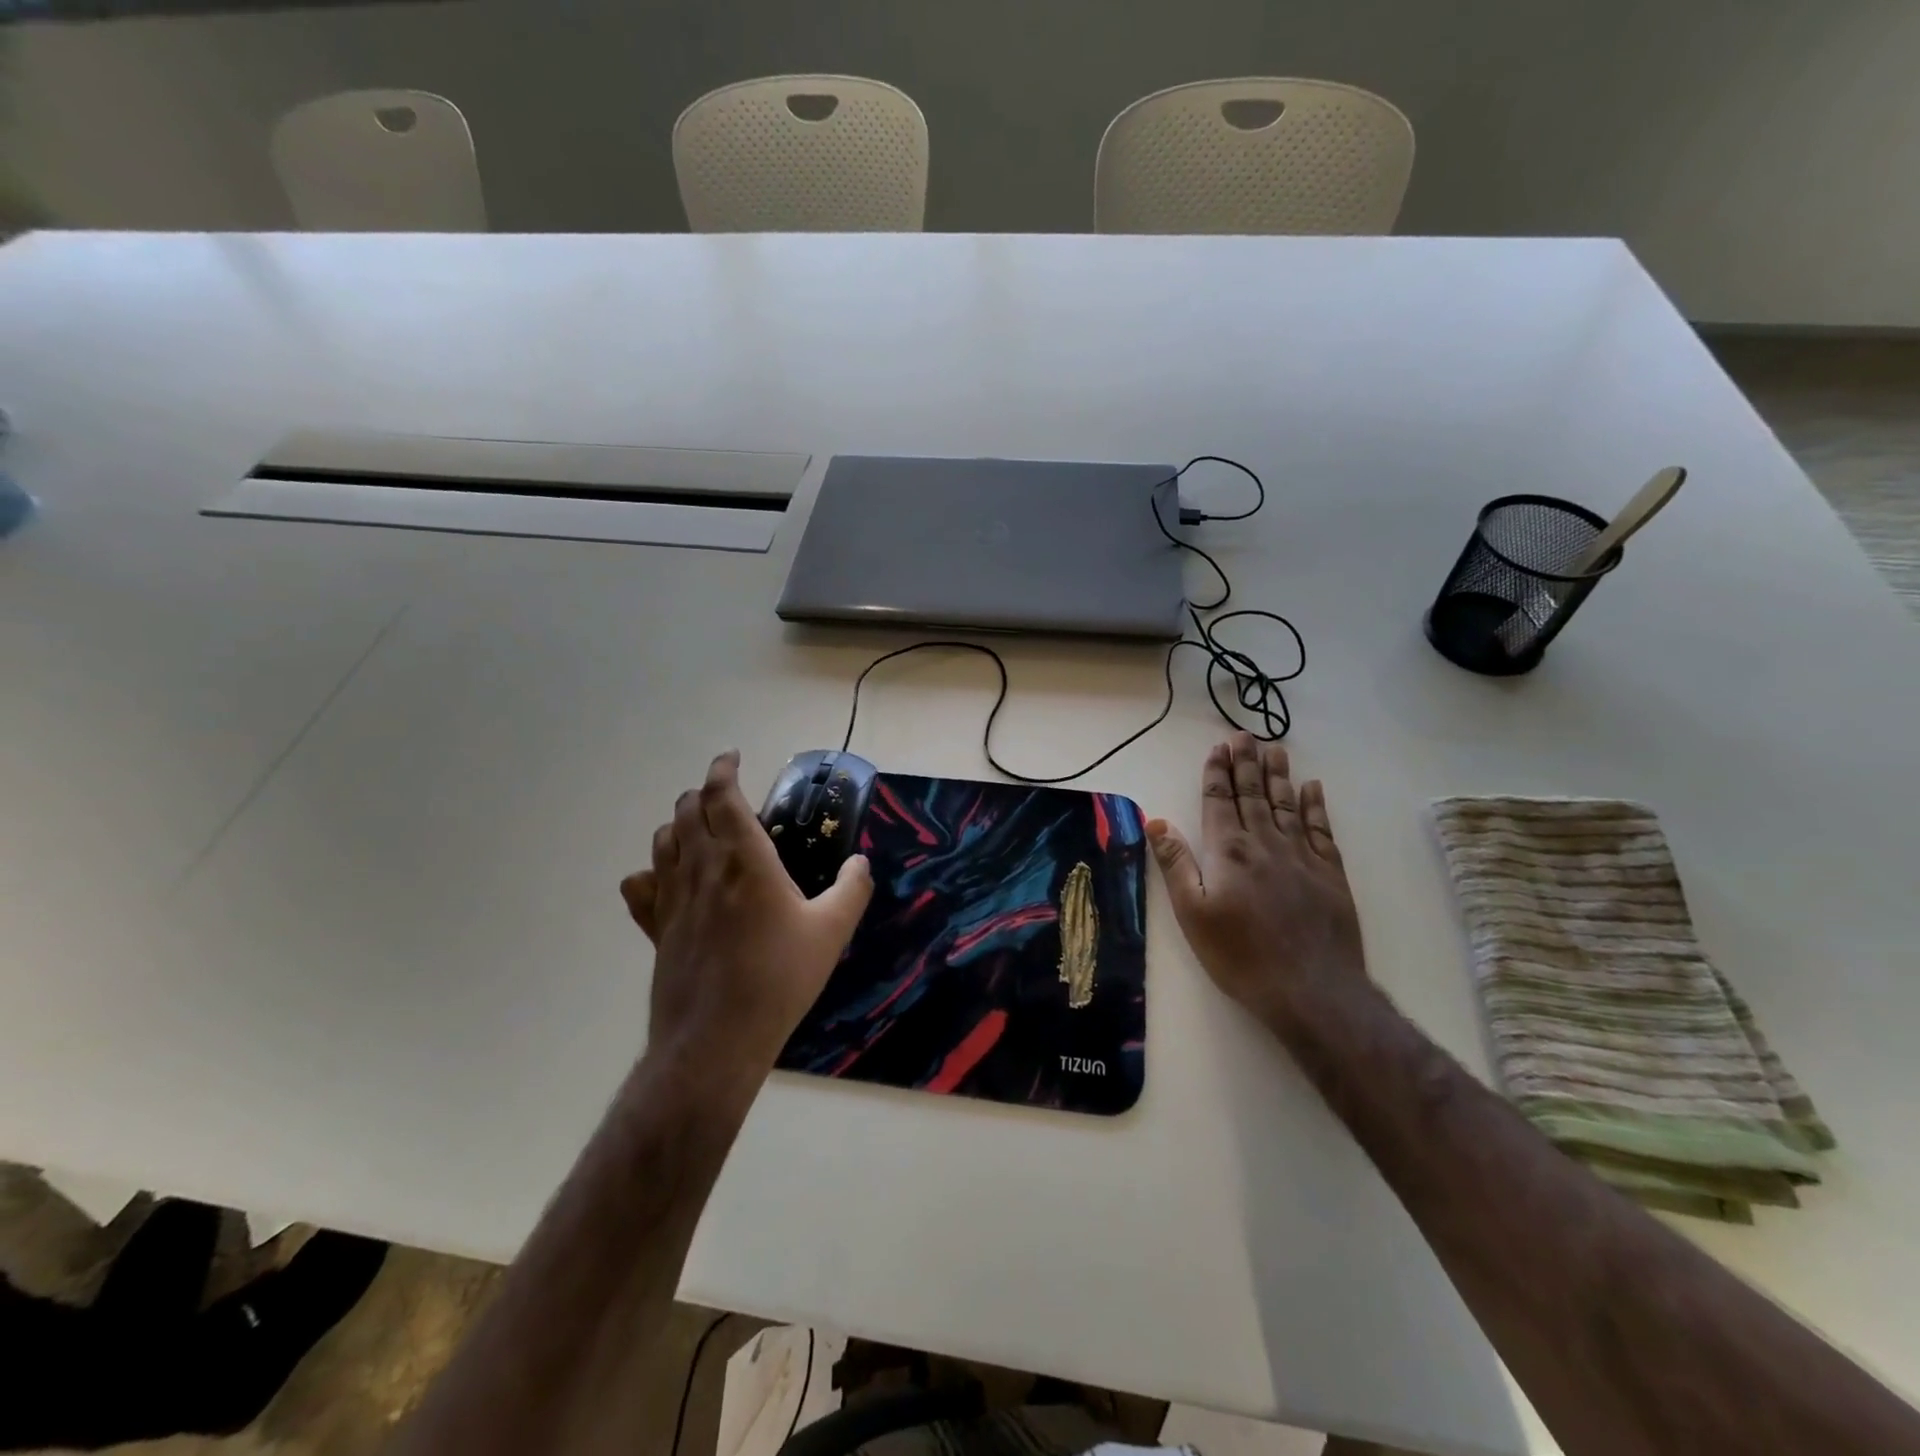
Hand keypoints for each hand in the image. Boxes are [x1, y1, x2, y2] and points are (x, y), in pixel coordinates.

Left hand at [620, 751, 872, 1078]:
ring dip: (680, 825)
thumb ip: (852, 889)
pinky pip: (641, 886)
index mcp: (744, 857)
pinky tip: (666, 881)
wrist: (716, 1038)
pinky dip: (651, 872)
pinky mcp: (655, 928)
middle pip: (688, 809)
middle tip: (726, 797)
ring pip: (663, 840)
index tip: (731, 757)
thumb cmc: (779, 977)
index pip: (722, 795)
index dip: (723, 769)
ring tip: (701, 831)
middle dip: (704, 793)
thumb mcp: (832, 931)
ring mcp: (672, 897)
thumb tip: (861, 863)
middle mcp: (702, 866)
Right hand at [1146, 733, 1365, 1028]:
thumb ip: (1176, 863)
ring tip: (1274, 749)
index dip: (1216, 774)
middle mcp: (1265, 843)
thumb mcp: (1192, 913)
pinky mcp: (1330, 874)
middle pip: (1253, 794)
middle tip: (1243, 736)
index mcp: (1229, 851)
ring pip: (1287, 804)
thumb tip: (1157, 819)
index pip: (1219, 802)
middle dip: (1245, 763)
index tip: (1217, 749)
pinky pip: (1321, 829)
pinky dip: (1316, 806)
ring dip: (1278, 775)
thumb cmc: (1240, 955)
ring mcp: (1302, 856)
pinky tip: (1313, 788)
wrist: (1311, 989)